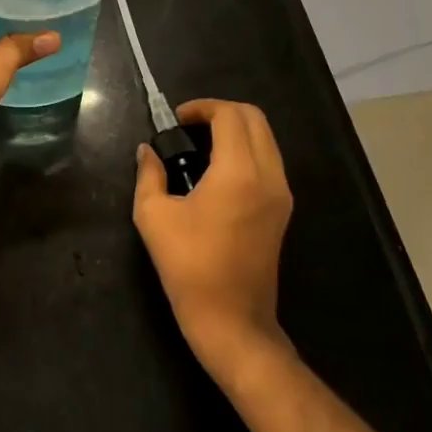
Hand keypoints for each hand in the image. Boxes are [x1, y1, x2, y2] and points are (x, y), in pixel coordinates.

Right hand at [133, 99, 293, 380]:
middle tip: (190, 127)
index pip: (229, 115)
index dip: (202, 107)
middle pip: (254, 118)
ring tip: (202, 146)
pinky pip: (269, 160)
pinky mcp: (283, 210)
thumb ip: (149, 174)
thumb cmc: (190, 267)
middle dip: (221, 112)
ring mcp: (281, 194)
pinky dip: (246, 150)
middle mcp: (268, 175)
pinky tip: (217, 170)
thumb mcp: (154, 216)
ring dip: (236, 130)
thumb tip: (148, 151)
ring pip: (266, 138)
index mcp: (239, 172)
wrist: (233, 323)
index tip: (177, 120)